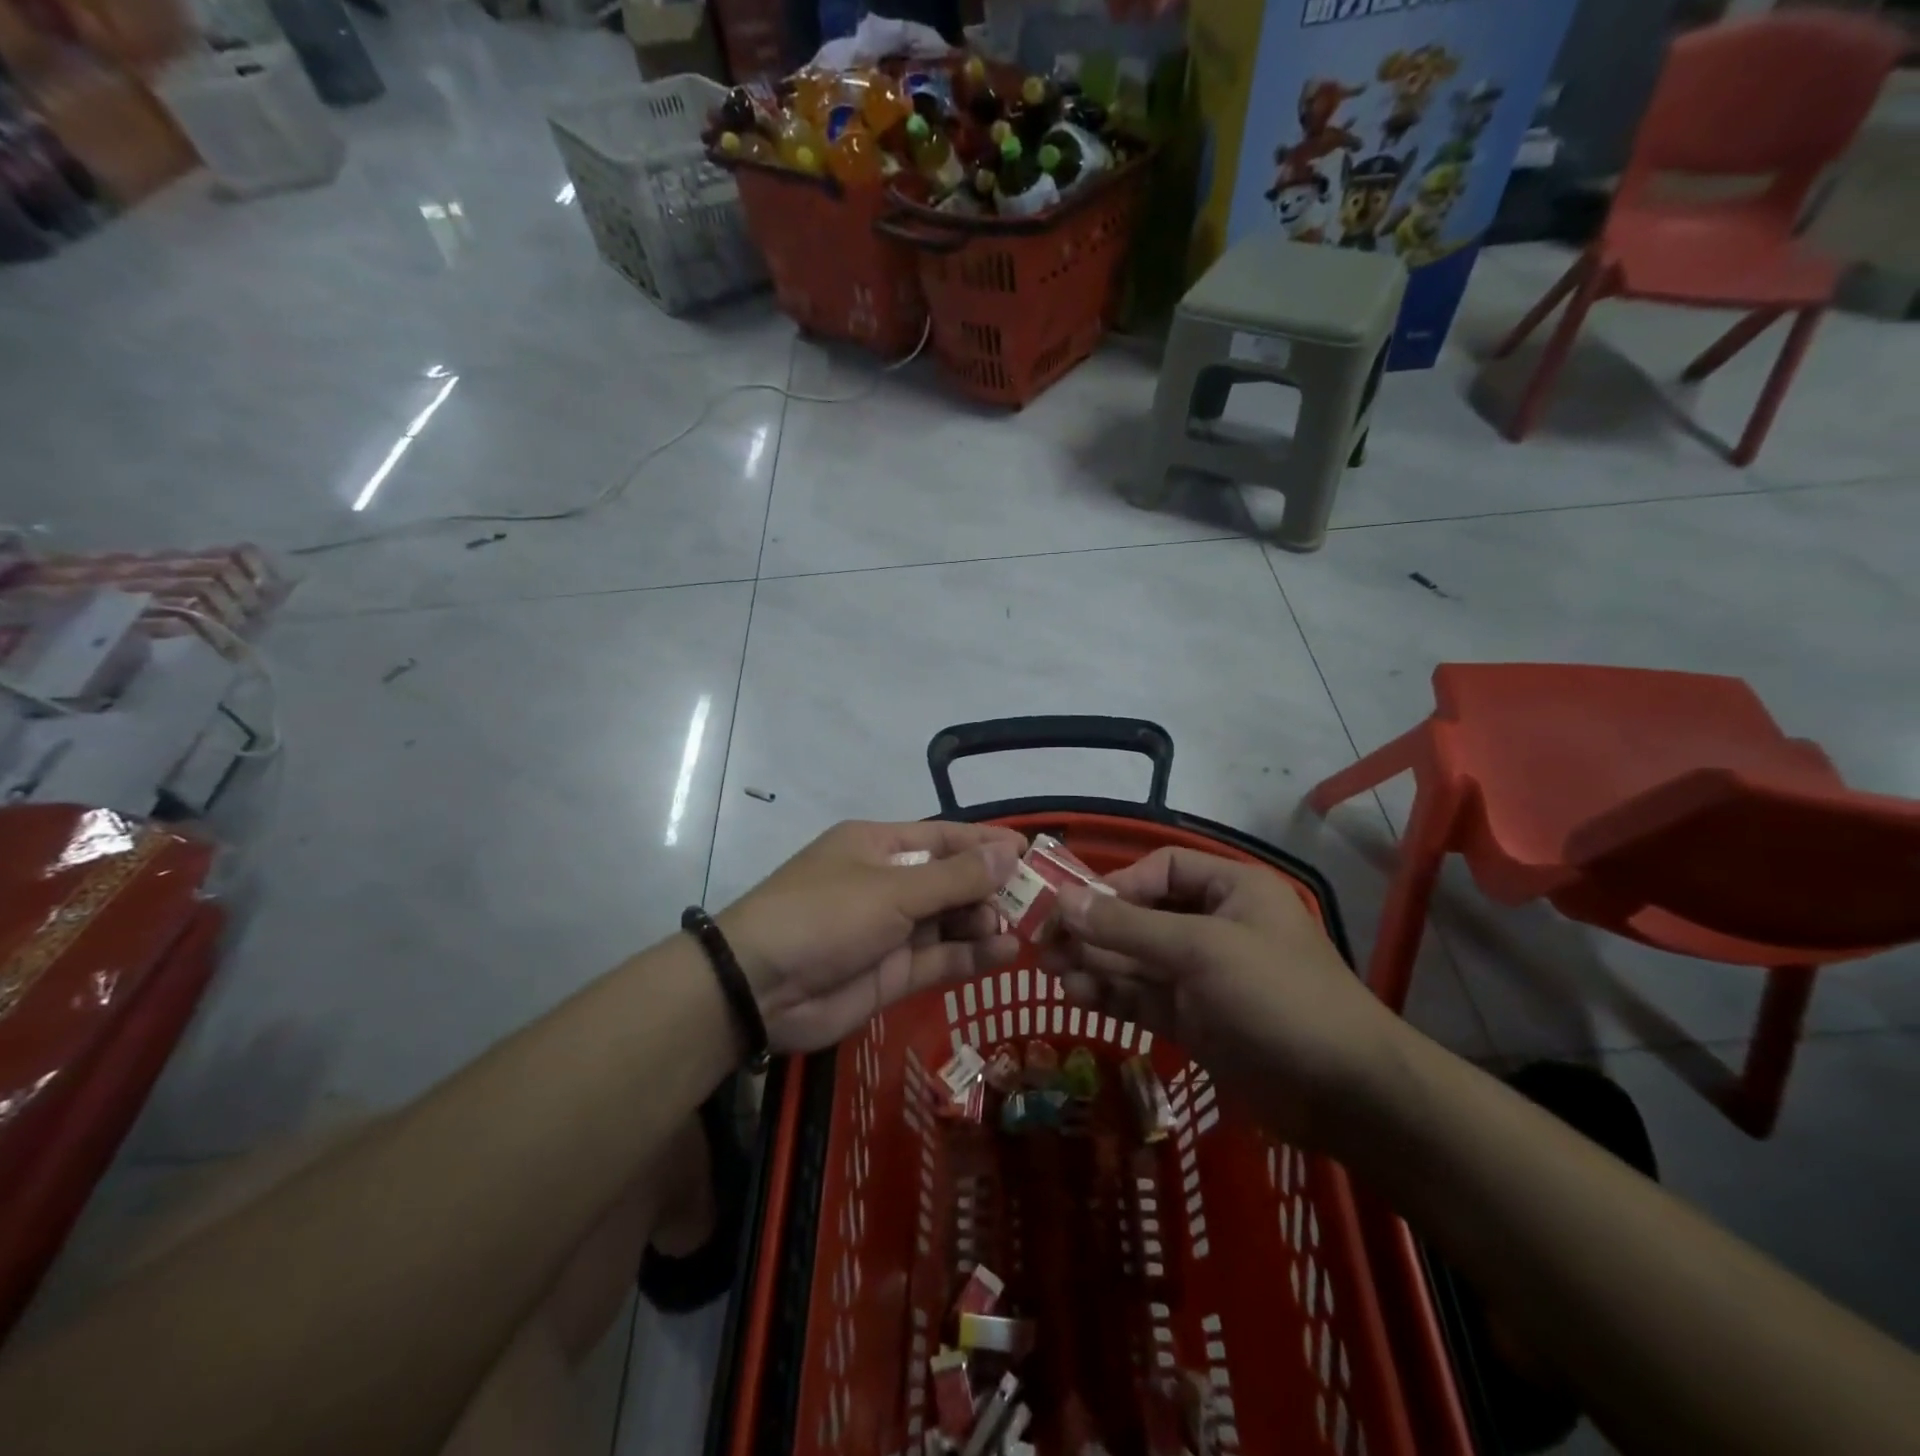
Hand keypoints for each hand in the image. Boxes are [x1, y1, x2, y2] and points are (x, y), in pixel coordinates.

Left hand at [720, 821, 1025, 1054]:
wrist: (759, 987)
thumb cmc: (825, 914)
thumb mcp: (892, 889)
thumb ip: (953, 877)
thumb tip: (1009, 853)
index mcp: (880, 846)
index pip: (944, 837)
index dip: (986, 843)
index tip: (1030, 851)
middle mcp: (888, 883)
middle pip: (951, 880)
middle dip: (991, 888)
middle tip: (1036, 900)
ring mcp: (891, 930)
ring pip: (950, 921)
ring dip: (985, 922)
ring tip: (1021, 928)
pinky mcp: (893, 973)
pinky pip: (941, 958)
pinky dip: (972, 955)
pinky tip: (1005, 952)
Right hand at [1038, 847, 1397, 1145]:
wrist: (1344, 1095)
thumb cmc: (1278, 997)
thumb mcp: (1201, 950)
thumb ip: (1129, 926)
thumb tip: (1065, 899)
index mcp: (1230, 889)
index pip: (1161, 870)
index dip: (1116, 884)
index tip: (1074, 908)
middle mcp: (1213, 924)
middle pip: (1141, 914)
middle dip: (1095, 928)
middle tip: (1045, 944)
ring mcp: (1202, 975)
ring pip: (1136, 958)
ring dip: (1095, 962)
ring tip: (1051, 973)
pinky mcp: (1194, 1018)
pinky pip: (1143, 995)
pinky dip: (1111, 994)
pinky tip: (1078, 995)